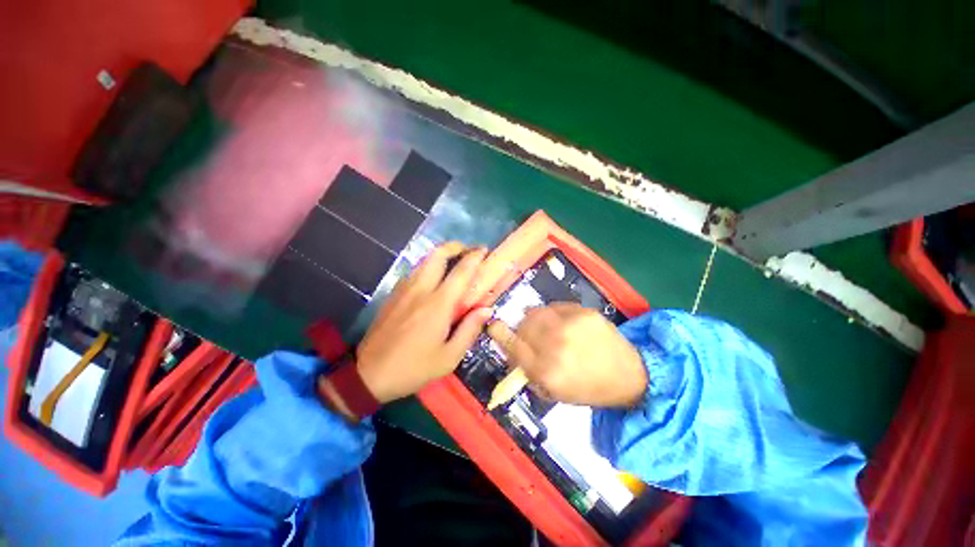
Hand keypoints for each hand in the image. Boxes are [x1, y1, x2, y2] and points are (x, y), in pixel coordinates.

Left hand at [333, 242, 491, 406]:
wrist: (368, 374)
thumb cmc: (414, 368)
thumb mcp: (449, 357)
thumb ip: (470, 329)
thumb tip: (486, 309)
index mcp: (438, 304)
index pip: (461, 271)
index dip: (474, 257)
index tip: (484, 250)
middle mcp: (421, 289)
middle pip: (437, 255)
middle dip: (455, 246)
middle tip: (467, 251)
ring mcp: (404, 290)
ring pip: (424, 261)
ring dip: (441, 255)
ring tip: (453, 262)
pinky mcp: (393, 294)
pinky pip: (414, 272)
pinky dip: (427, 267)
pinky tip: (433, 280)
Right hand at [487, 302, 646, 406]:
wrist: (628, 375)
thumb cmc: (588, 388)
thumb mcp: (554, 393)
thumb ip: (529, 372)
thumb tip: (511, 352)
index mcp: (547, 371)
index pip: (514, 345)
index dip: (500, 334)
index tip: (494, 326)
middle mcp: (556, 345)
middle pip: (523, 324)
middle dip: (521, 329)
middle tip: (528, 334)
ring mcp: (572, 326)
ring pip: (537, 311)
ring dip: (535, 319)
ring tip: (546, 326)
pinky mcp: (585, 312)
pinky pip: (556, 306)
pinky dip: (553, 313)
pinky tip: (564, 323)